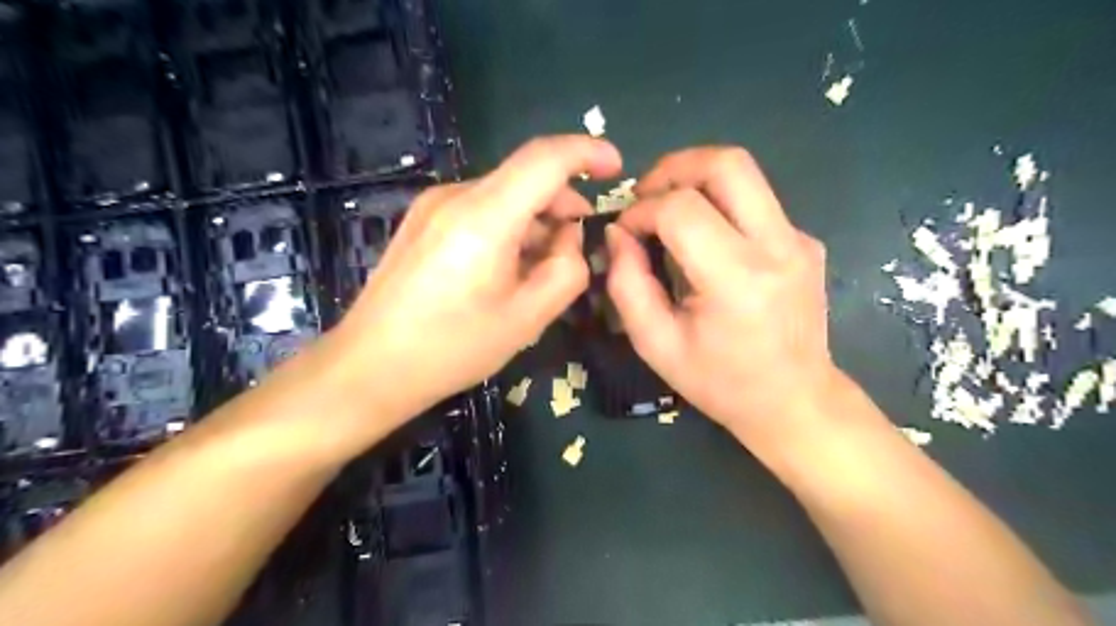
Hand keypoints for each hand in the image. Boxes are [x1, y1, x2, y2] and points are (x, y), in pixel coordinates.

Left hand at [331, 135, 626, 421]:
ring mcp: (432, 206)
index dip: (587, 152)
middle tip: (579, 244)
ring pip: (503, 195)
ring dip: (534, 220)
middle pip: (525, 177)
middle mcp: (455, 196)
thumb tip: (569, 238)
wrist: (370, 367)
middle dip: (563, 202)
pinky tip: (507, 267)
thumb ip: (566, 270)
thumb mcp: (527, 318)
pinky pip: (479, 209)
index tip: (615, 167)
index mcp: (485, 217)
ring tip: (542, 265)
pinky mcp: (421, 221)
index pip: (545, 158)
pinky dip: (507, 227)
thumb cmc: (452, 348)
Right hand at [607, 146, 832, 443]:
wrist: (795, 401)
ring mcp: (799, 239)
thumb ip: (627, 285)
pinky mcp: (806, 241)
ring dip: (696, 179)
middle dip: (673, 168)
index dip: (641, 211)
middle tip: (646, 196)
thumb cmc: (720, 383)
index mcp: (737, 280)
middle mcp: (777, 246)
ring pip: (744, 173)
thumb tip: (618, 234)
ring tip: (667, 210)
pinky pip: (755, 201)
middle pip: (726, 163)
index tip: (625, 233)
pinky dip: (720, 205)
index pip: (681, 210)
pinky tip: (706, 241)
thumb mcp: (656, 344)